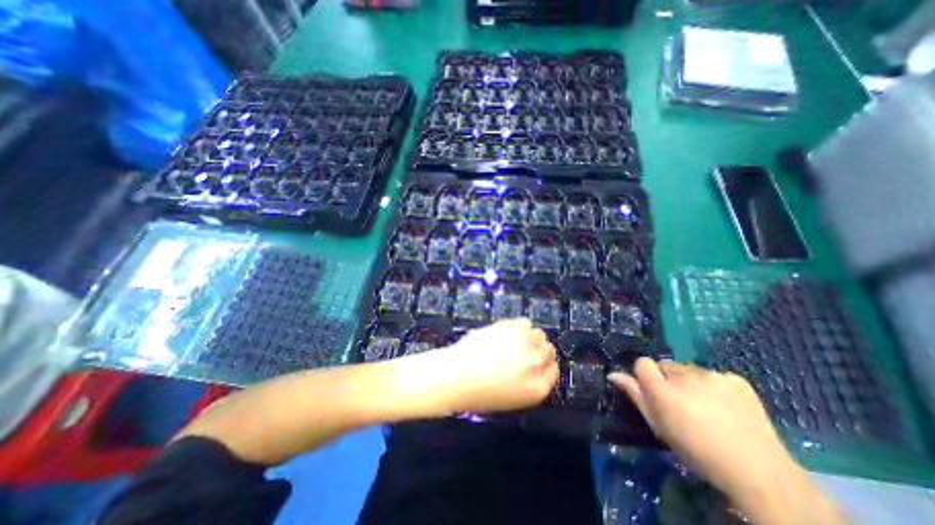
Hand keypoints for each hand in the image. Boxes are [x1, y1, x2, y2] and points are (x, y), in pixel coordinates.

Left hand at [427, 320, 560, 413]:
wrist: (457, 376)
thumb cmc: (479, 392)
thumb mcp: (512, 397)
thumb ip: (529, 381)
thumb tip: (533, 365)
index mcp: (537, 389)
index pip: (553, 371)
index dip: (545, 365)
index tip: (537, 362)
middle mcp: (536, 364)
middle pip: (549, 350)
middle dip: (538, 350)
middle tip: (523, 350)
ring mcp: (525, 343)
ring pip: (538, 334)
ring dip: (529, 337)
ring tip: (514, 340)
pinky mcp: (512, 327)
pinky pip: (525, 322)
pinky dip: (519, 326)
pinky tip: (507, 332)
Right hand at [611, 358, 798, 502]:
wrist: (759, 473)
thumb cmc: (697, 452)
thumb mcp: (659, 426)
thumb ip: (635, 396)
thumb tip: (613, 374)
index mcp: (664, 391)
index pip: (643, 363)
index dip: (644, 374)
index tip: (652, 389)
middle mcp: (685, 377)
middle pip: (666, 364)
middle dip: (668, 378)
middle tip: (680, 402)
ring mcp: (713, 375)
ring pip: (689, 369)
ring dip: (690, 381)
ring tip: (705, 406)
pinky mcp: (736, 378)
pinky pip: (714, 374)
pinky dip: (715, 386)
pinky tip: (726, 406)